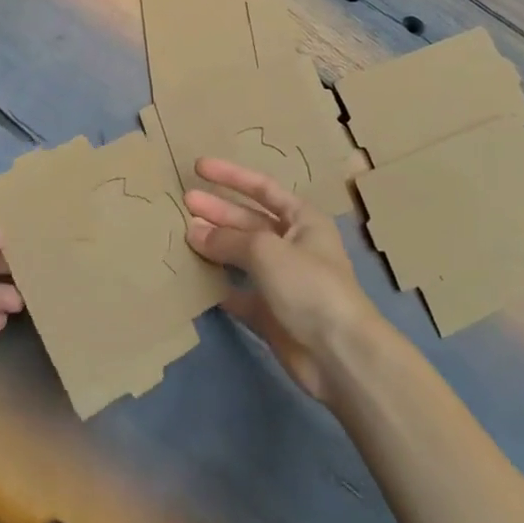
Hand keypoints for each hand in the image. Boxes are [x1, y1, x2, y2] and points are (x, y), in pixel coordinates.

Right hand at [184, 158, 376, 401]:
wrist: (339, 355)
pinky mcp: (272, 314)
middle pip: (248, 220)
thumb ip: (228, 239)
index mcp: (303, 220)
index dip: (230, 176)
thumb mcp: (266, 250)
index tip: (199, 167)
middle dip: (218, 210)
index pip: (262, 188)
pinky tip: (196, 277)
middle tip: (184, 202)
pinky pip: (240, 293)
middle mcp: (293, 245)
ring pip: (242, 256)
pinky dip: (220, 285)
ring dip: (216, 245)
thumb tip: (194, 231)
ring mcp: (282, 281)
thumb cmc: (309, 286)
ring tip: (183, 235)